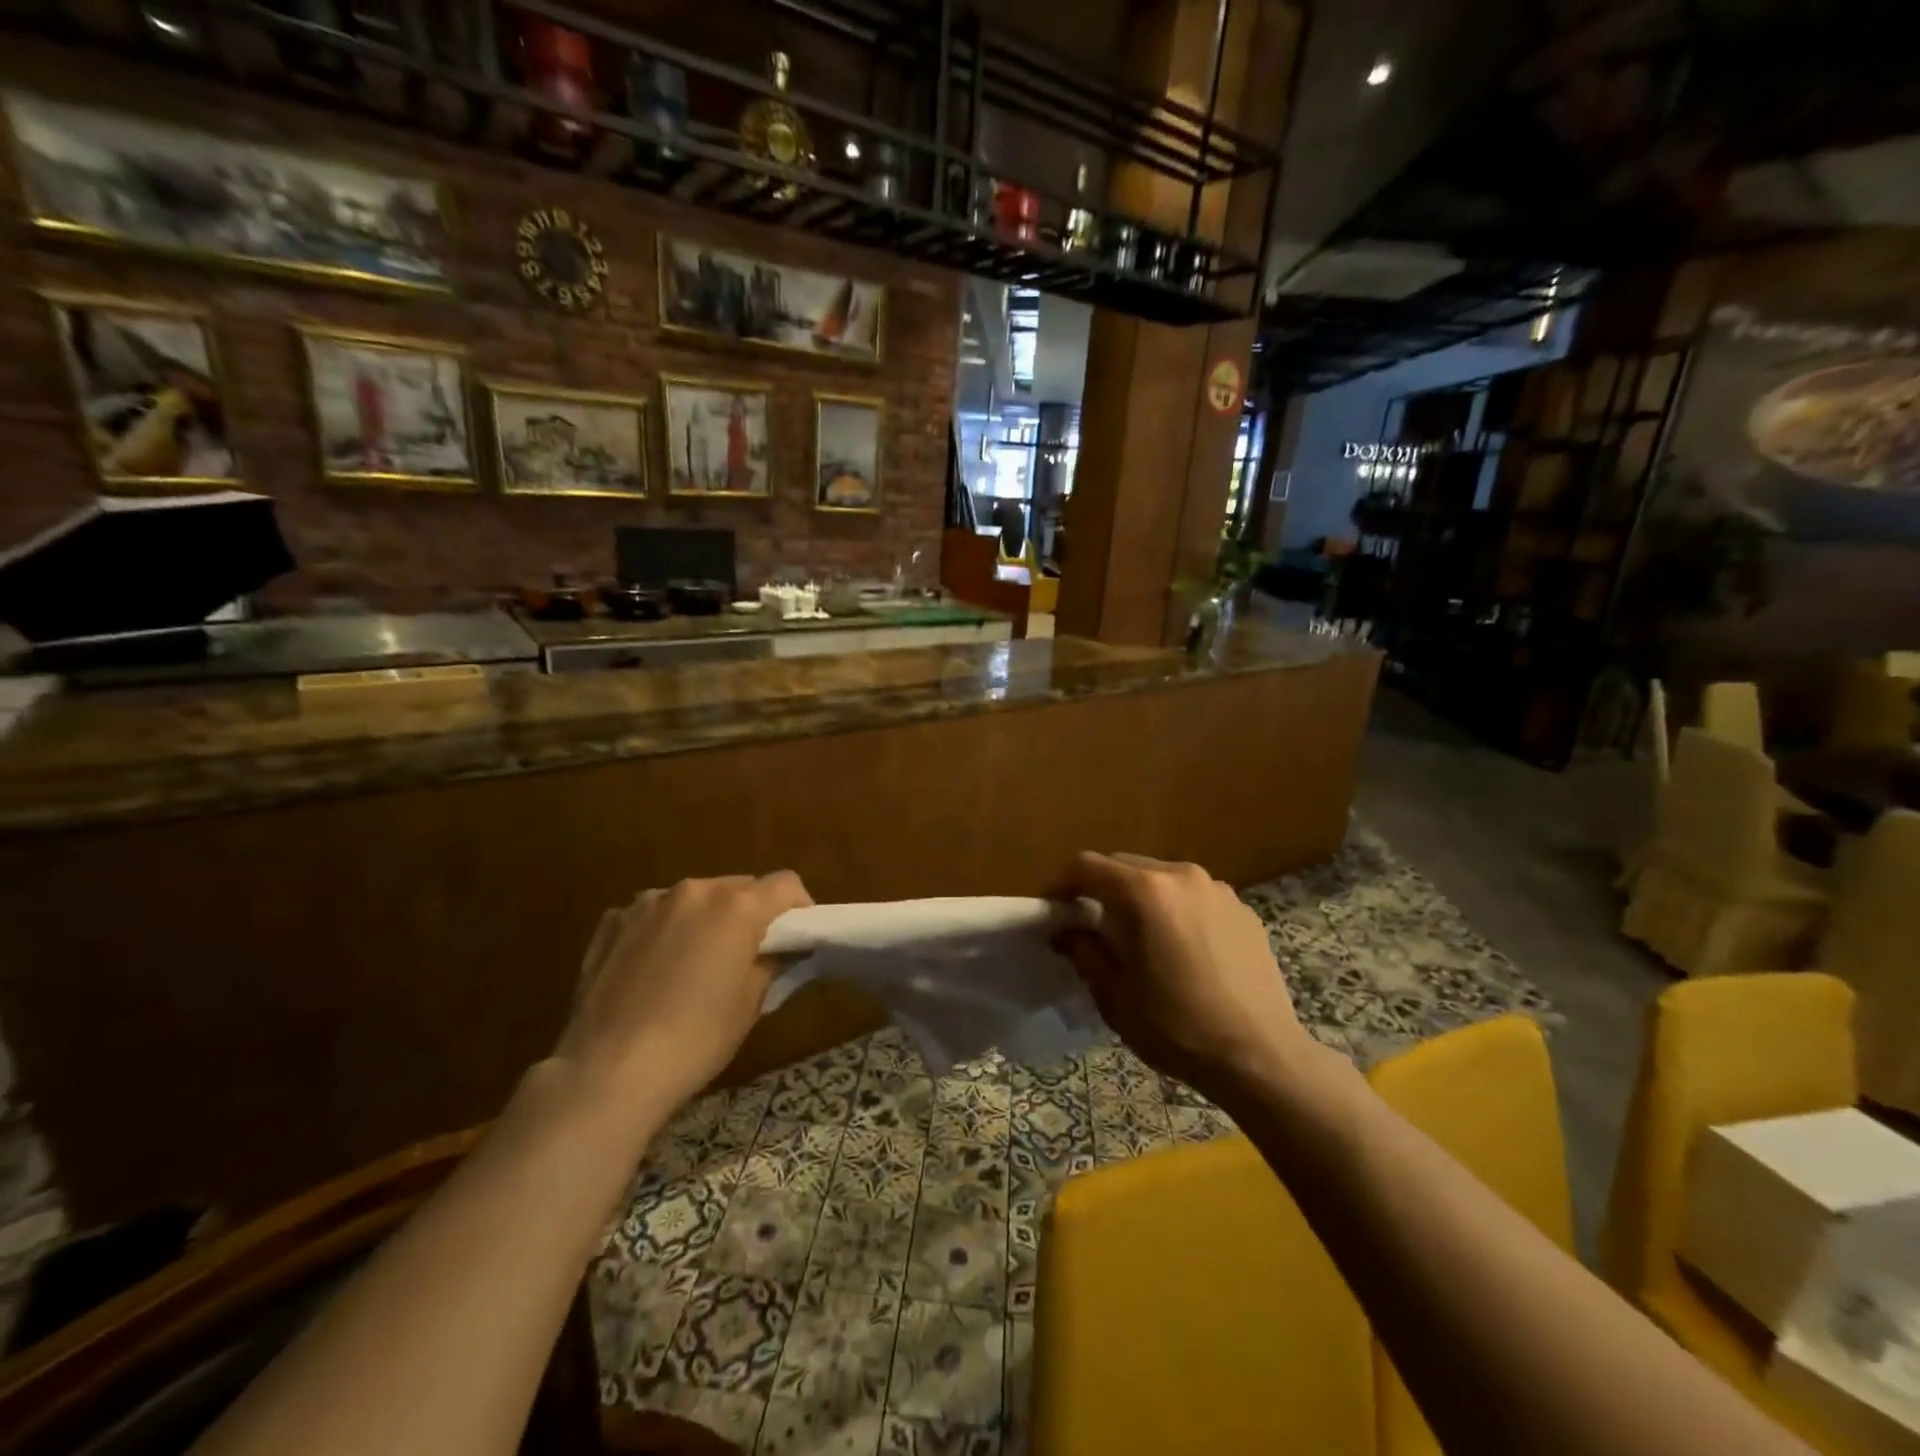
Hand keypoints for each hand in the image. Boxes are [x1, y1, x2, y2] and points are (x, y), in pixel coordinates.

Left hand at [555, 872, 811, 1118]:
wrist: (609, 1071)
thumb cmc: (696, 1038)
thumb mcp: (751, 1003)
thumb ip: (771, 962)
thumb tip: (779, 950)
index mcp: (737, 906)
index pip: (785, 885)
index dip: (799, 907)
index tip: (796, 938)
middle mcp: (694, 890)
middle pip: (738, 887)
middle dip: (749, 913)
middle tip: (747, 954)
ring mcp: (647, 903)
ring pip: (693, 899)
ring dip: (704, 919)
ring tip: (696, 963)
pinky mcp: (612, 922)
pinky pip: (652, 915)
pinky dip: (663, 930)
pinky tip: (654, 970)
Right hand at [1056, 852, 1312, 1099]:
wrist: (1261, 1057)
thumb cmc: (1178, 1028)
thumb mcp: (1115, 996)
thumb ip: (1084, 951)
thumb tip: (1067, 930)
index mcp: (1146, 892)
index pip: (1087, 866)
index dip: (1061, 882)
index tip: (1051, 909)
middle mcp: (1182, 875)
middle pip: (1125, 866)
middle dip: (1100, 888)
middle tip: (1088, 923)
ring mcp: (1218, 889)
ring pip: (1161, 878)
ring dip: (1139, 897)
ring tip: (1136, 936)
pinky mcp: (1243, 909)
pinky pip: (1194, 896)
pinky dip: (1175, 909)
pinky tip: (1180, 948)